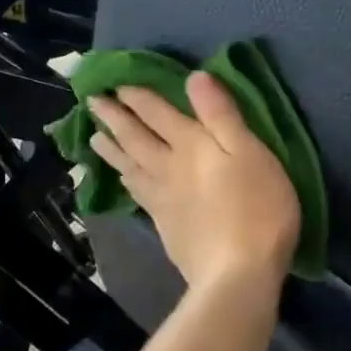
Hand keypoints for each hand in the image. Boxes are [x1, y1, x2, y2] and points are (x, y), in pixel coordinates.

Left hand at [89, 73, 299, 297]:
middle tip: (93, 102)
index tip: (117, 83)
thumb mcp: (249, 151)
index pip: (157, 113)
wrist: (237, 273)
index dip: (137, 96)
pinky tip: (124, 180)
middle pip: (135, 138)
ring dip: (111, 148)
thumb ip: (221, 114)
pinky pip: (137, 193)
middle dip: (114, 117)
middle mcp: (168, 167)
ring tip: (95, 137)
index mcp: (191, 145)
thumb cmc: (256, 207)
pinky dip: (126, 180)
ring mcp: (163, 199)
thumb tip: (195, 76)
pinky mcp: (165, 226)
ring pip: (129, 166)